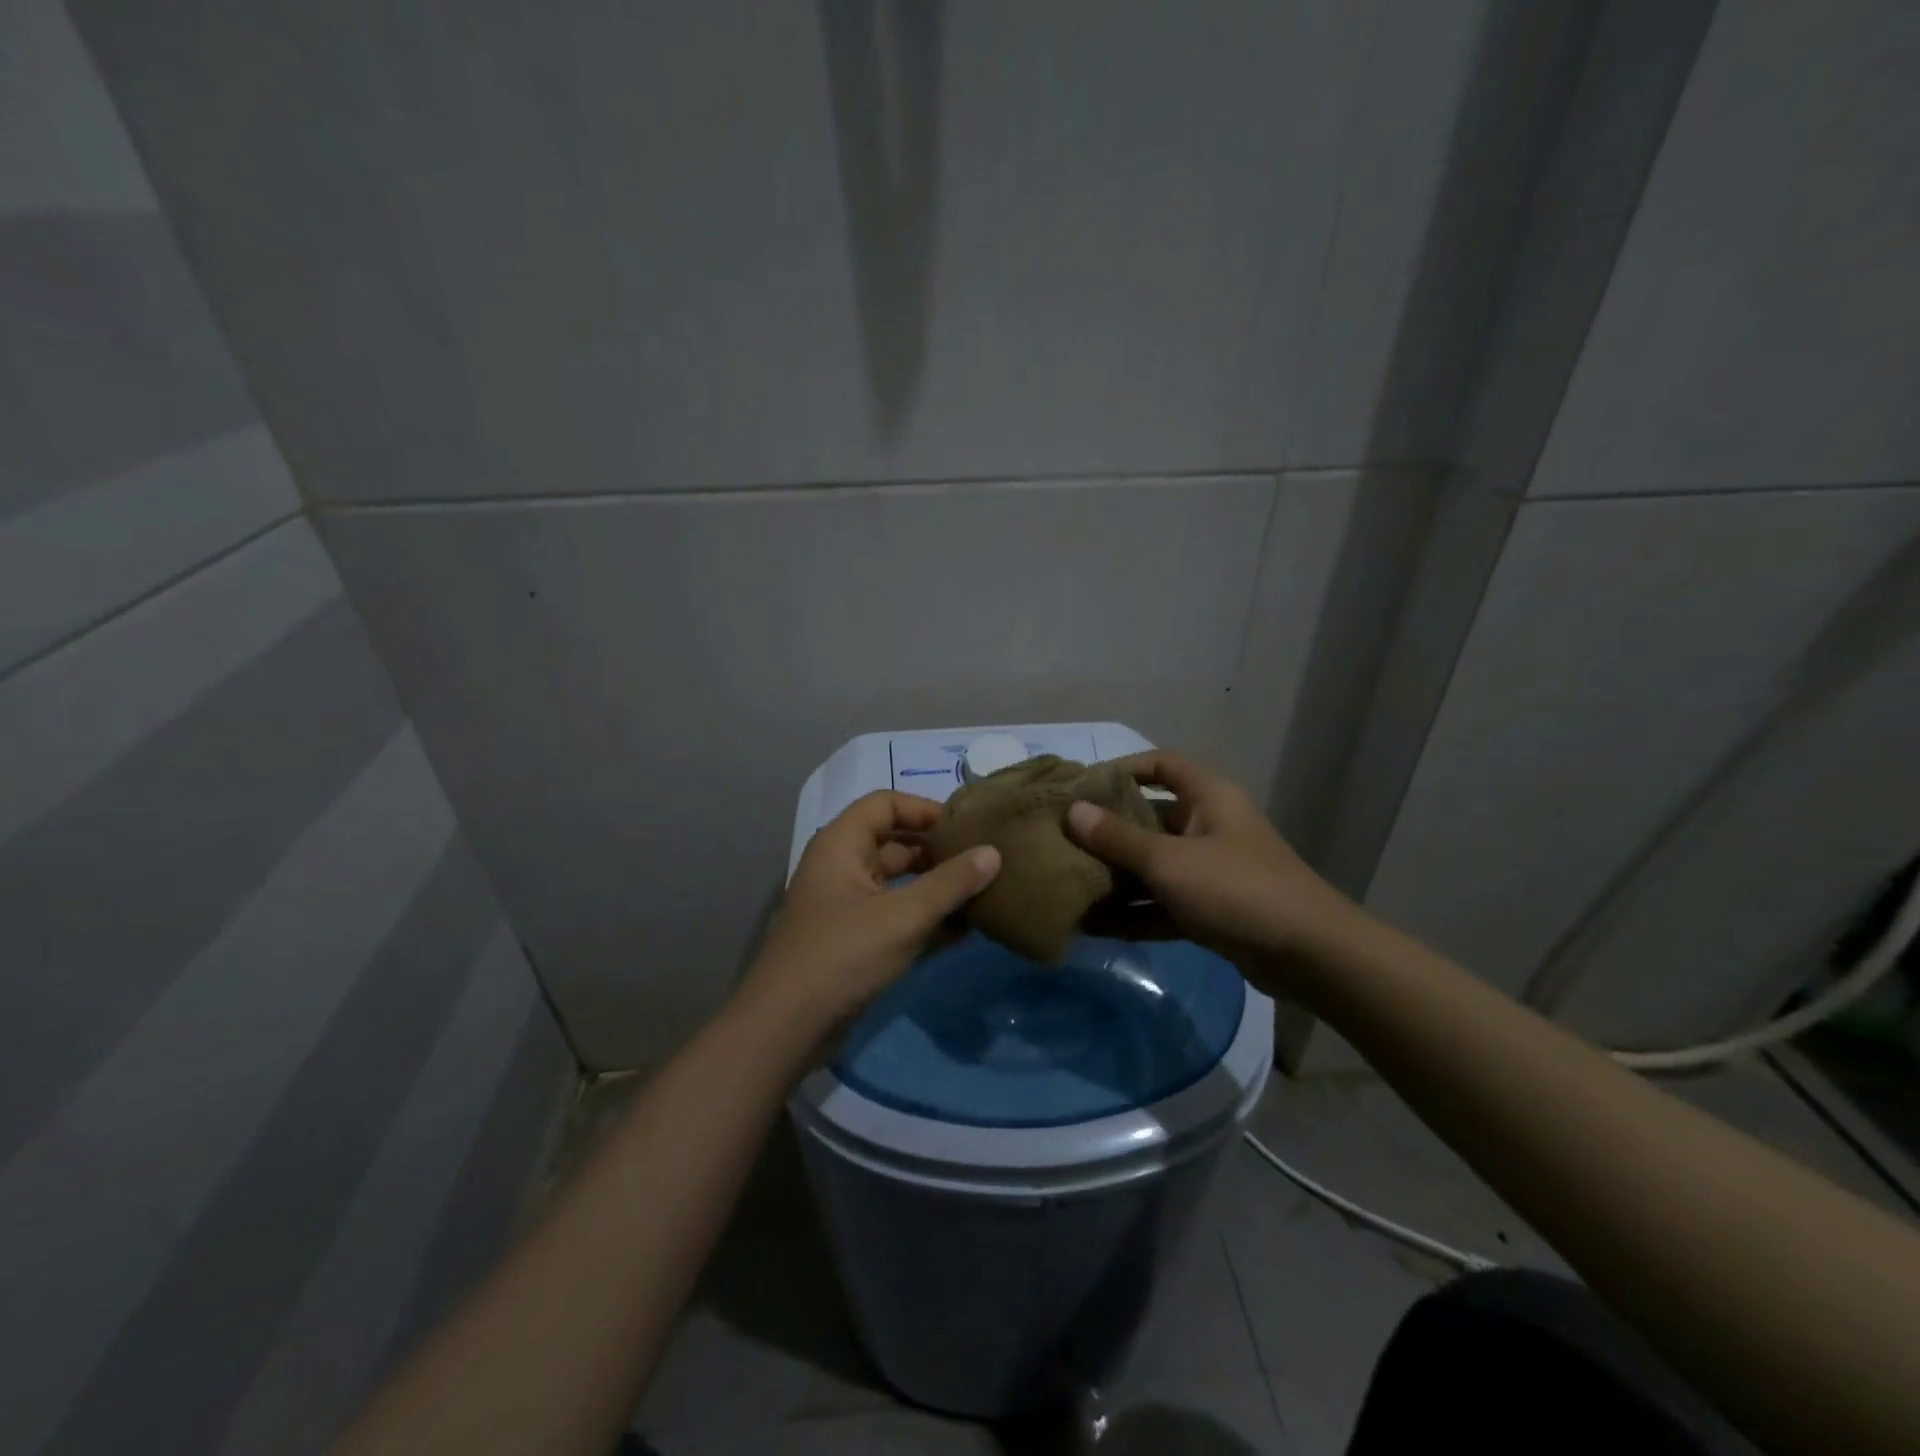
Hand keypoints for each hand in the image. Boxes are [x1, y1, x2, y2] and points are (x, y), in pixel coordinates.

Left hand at [740, 791, 1000, 1035]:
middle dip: (937, 851)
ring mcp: (846, 905)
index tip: (966, 827)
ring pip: (898, 882)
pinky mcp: (854, 940)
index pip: (886, 804)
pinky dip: (925, 917)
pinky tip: (964, 930)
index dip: (925, 809)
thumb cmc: (842, 956)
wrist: (785, 1029)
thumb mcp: (902, 916)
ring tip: (982, 893)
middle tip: (983, 861)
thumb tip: (994, 852)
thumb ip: (951, 883)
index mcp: (841, 844)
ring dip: (936, 887)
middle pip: (894, 842)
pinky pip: (895, 915)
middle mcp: (841, 866)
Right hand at [1065, 751, 1351, 972]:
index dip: (1123, 769)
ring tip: (1069, 885)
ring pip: (1153, 865)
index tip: (1083, 787)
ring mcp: (1210, 870)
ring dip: (1117, 877)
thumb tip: (1073, 811)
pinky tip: (1094, 925)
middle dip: (1108, 831)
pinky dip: (1134, 912)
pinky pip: (1162, 902)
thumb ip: (1119, 838)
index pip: (1161, 765)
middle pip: (1150, 818)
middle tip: (1063, 840)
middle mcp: (1208, 826)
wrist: (1308, 955)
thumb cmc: (1237, 888)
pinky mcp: (1210, 909)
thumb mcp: (1170, 861)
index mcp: (1208, 797)